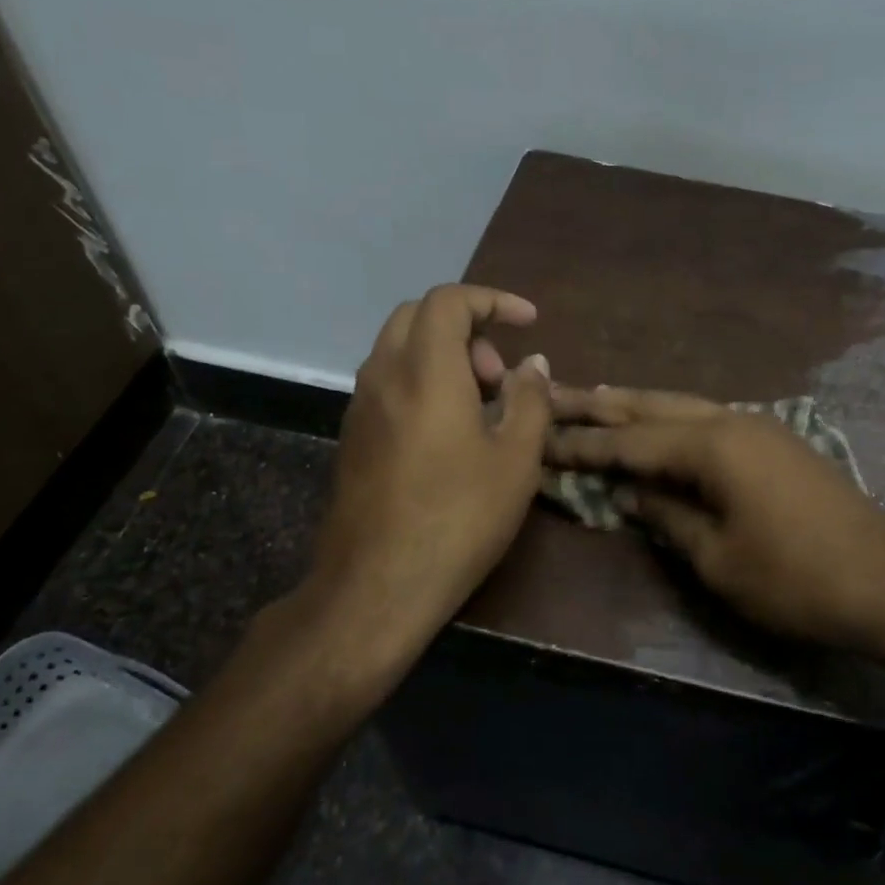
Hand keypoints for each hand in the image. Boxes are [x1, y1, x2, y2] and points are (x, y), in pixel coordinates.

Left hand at [296, 284, 551, 675]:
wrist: (377, 584)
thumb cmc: (459, 518)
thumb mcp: (515, 460)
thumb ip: (529, 400)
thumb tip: (533, 364)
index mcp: (426, 370)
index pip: (450, 300)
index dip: (493, 300)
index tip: (529, 322)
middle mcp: (383, 374)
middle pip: (418, 316)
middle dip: (466, 327)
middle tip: (499, 374)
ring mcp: (360, 406)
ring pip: (398, 348)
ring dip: (443, 356)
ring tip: (481, 405)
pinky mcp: (351, 436)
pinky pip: (387, 382)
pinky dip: (421, 381)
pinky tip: (448, 432)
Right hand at [546, 387, 884, 653]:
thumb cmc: (796, 578)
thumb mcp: (717, 559)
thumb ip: (668, 516)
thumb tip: (631, 492)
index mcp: (712, 445)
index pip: (630, 441)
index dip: (583, 443)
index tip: (540, 437)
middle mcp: (732, 420)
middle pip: (653, 406)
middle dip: (602, 405)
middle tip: (555, 395)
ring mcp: (760, 427)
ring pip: (683, 406)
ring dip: (638, 406)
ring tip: (596, 399)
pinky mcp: (777, 443)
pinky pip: (709, 420)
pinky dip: (673, 421)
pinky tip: (660, 427)